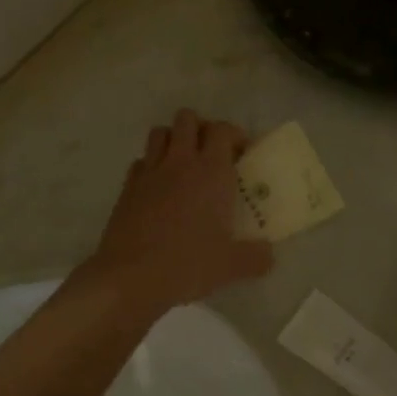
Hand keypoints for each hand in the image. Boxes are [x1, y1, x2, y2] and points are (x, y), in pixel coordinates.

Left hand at [85, 111, 274, 314]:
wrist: (131, 276)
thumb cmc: (188, 264)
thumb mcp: (231, 266)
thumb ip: (256, 257)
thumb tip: (269, 255)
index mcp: (211, 172)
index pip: (222, 130)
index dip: (234, 135)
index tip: (242, 154)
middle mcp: (180, 162)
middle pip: (187, 119)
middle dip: (201, 128)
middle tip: (212, 153)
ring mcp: (150, 172)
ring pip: (160, 132)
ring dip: (174, 139)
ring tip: (184, 163)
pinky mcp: (127, 187)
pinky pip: (141, 161)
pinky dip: (151, 165)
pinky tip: (158, 187)